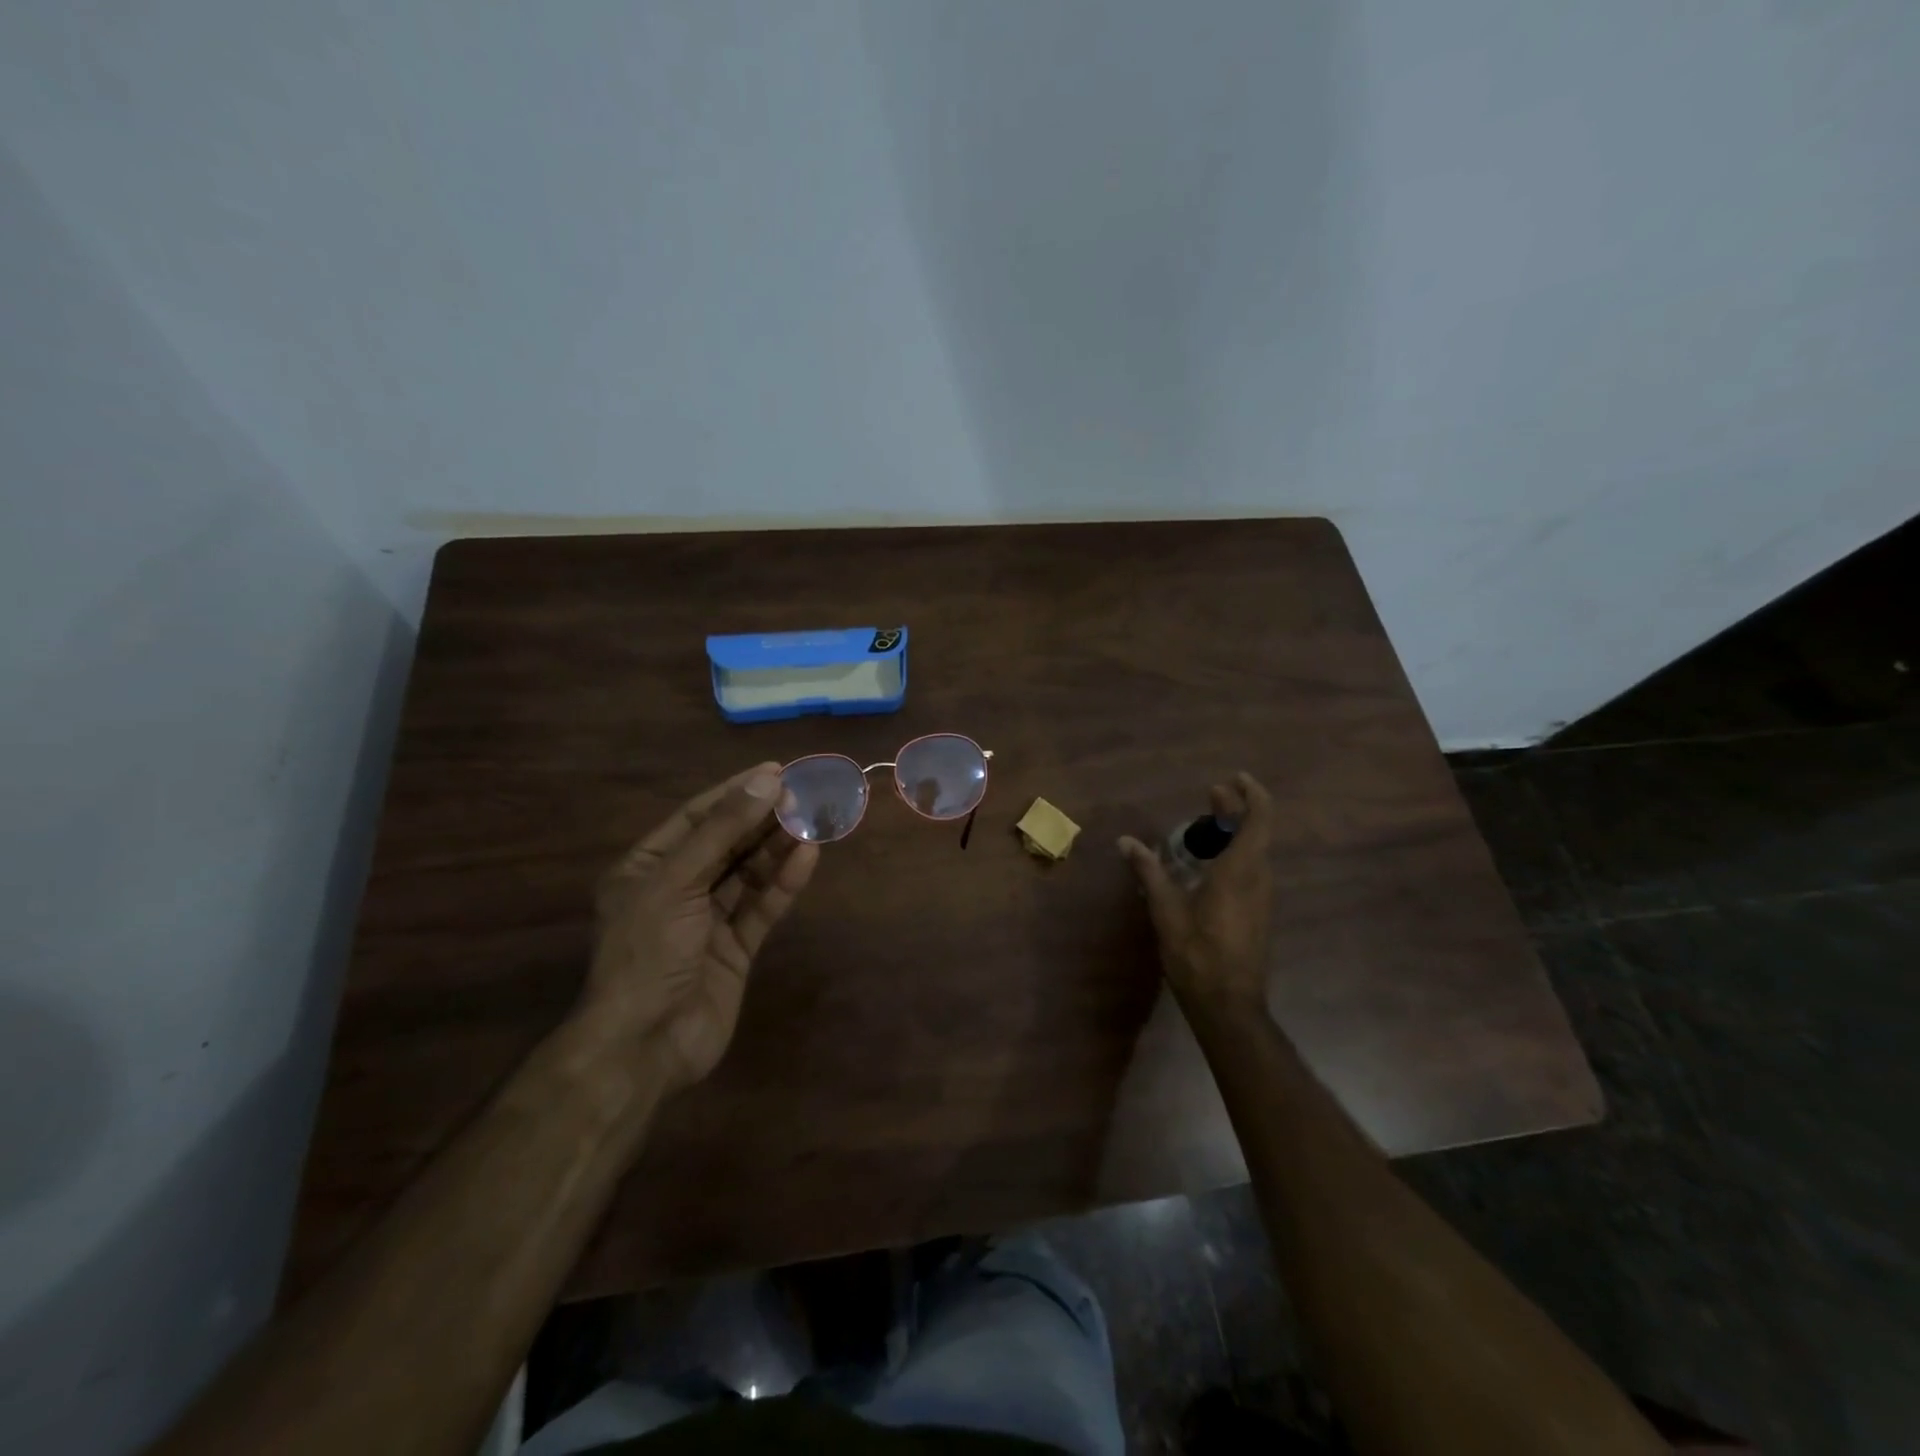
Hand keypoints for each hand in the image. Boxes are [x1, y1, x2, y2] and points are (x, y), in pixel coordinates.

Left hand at [581, 762, 819, 1091]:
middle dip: (763, 818)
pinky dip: (784, 883)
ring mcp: (708, 920)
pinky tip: (808, 857)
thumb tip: (766, 780)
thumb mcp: (676, 882)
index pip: (696, 817)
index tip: (775, 771)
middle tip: (804, 793)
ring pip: (749, 873)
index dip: (735, 792)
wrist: (645, 1046)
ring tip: (813, 819)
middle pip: (727, 843)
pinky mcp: (735, 949)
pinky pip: (762, 907)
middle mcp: (677, 889)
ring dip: (778, 847)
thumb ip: (722, 831)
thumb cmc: (647, 953)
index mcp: (646, 868)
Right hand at [1118, 772, 1273, 1012]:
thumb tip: (1126, 841)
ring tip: (1205, 827)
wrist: (1228, 1005)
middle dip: (1235, 810)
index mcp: (1240, 871)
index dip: (1252, 795)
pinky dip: (1234, 854)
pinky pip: (1250, 870)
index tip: (1235, 779)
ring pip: (1254, 852)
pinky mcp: (1257, 914)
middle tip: (1211, 795)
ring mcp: (1262, 898)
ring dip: (1235, 833)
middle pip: (1255, 833)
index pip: (1259, 820)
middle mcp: (1258, 879)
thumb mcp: (1166, 910)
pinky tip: (1208, 864)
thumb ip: (1149, 871)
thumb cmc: (1197, 954)